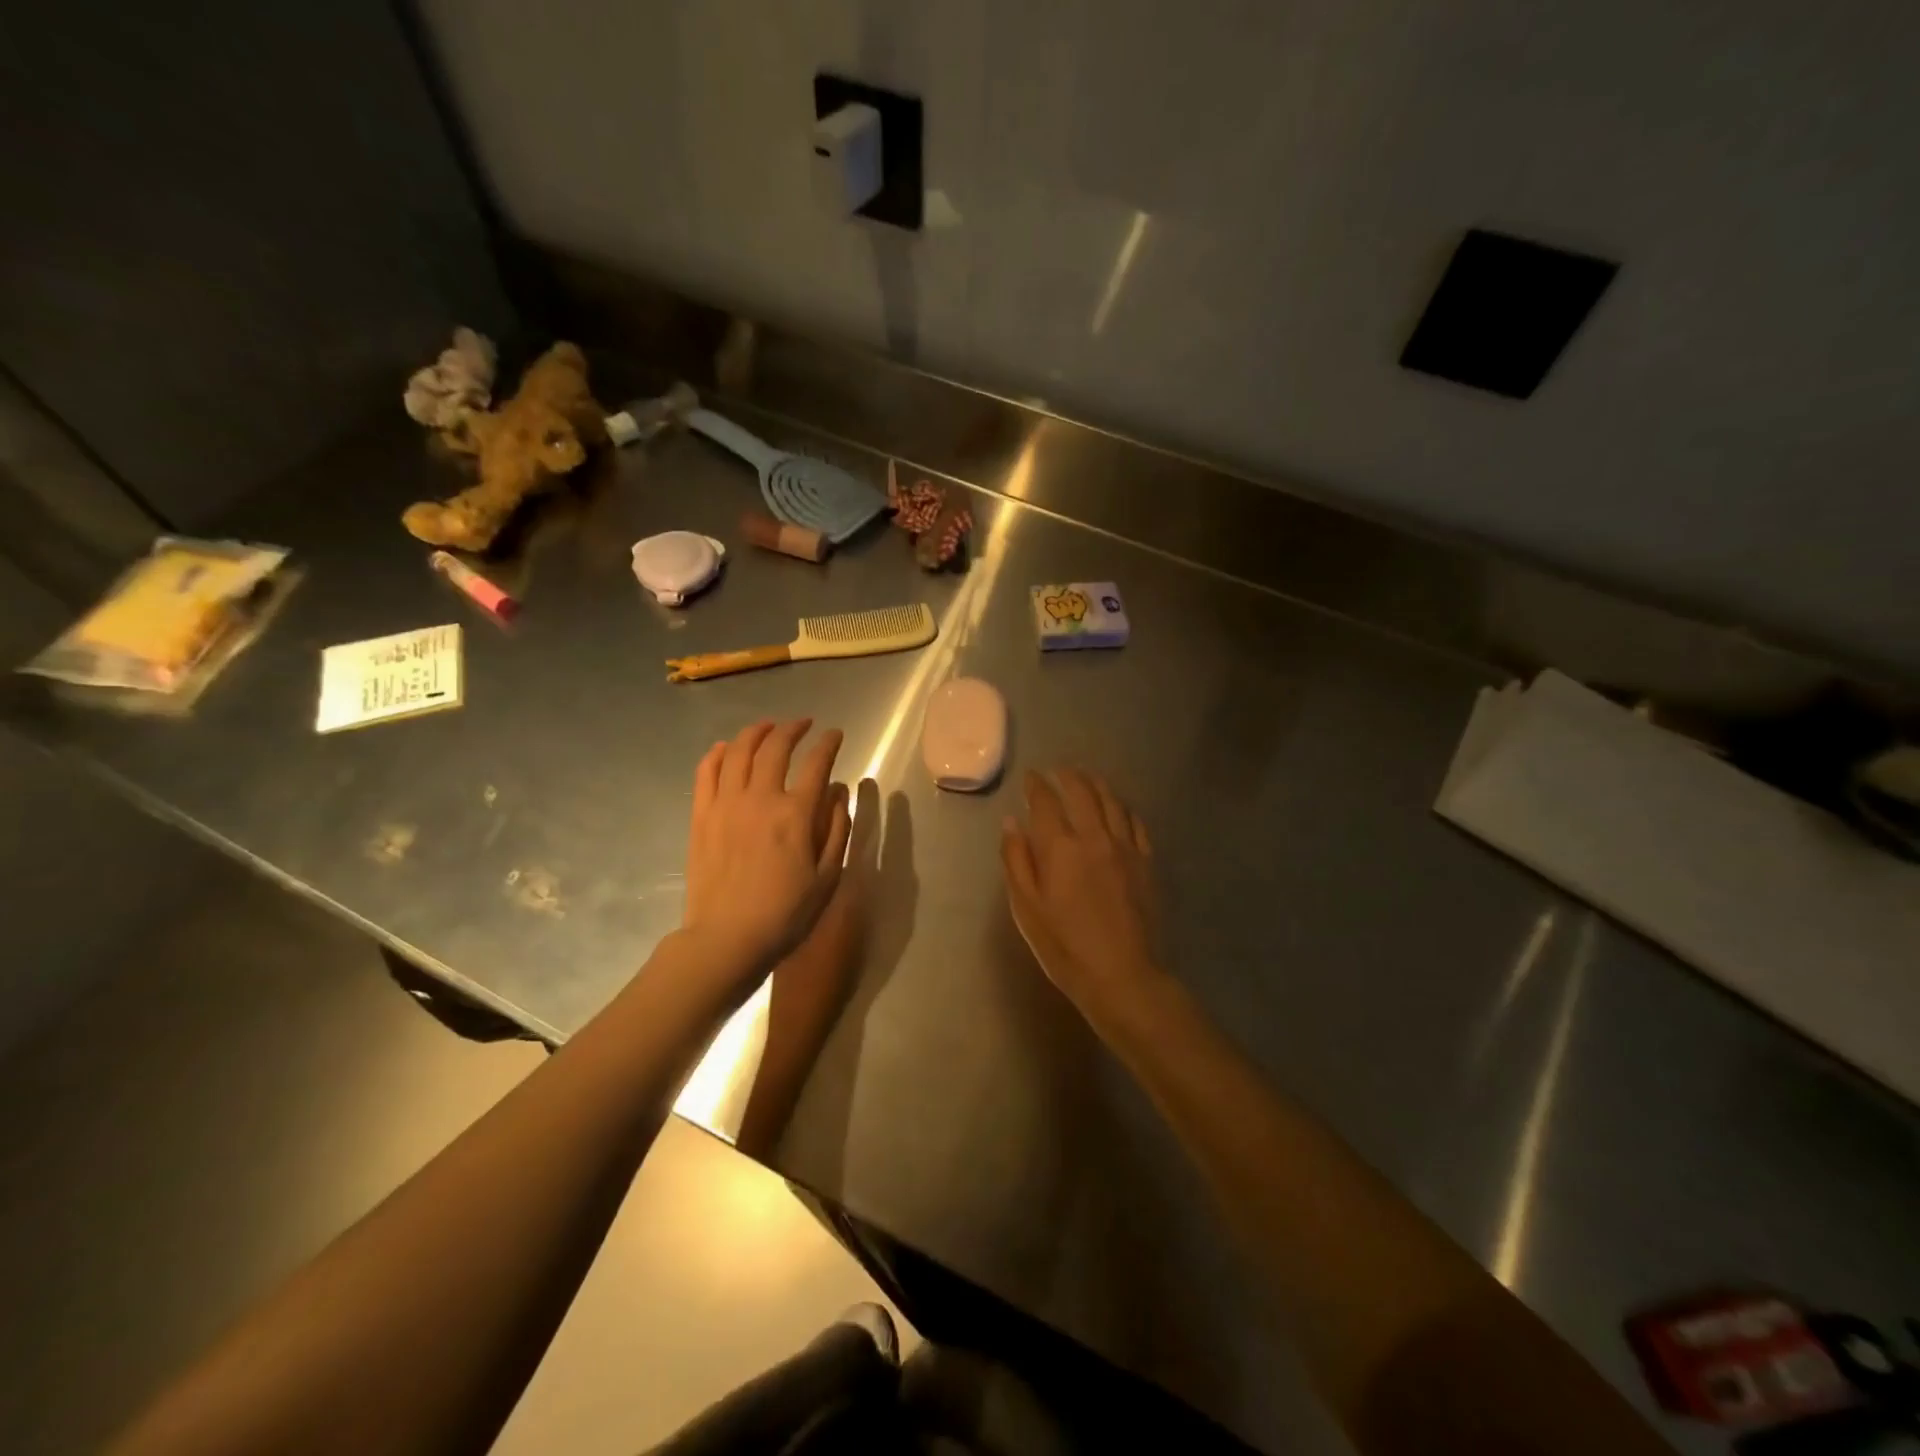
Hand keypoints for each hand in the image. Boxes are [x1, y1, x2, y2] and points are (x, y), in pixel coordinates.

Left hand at [682, 720, 851, 985]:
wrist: (726, 939)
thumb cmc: (785, 914)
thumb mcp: (827, 878)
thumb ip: (837, 830)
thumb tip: (839, 793)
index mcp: (796, 814)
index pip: (817, 764)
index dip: (829, 743)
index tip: (836, 735)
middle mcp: (760, 798)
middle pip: (776, 747)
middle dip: (793, 728)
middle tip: (803, 724)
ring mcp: (726, 804)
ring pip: (739, 751)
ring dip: (757, 732)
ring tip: (769, 727)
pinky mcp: (702, 816)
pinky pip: (707, 772)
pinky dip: (719, 753)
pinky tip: (728, 748)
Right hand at [1001, 768, 1163, 1017]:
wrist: (1122, 975)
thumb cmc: (1064, 946)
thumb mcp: (1026, 907)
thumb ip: (1016, 860)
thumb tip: (1012, 822)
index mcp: (1060, 847)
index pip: (1045, 801)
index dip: (1036, 785)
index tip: (1031, 777)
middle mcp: (1094, 836)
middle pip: (1082, 791)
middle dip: (1068, 776)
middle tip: (1058, 771)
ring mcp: (1125, 847)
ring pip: (1111, 801)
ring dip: (1096, 784)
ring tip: (1087, 778)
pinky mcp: (1146, 861)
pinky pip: (1136, 822)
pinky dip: (1123, 808)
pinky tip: (1118, 808)